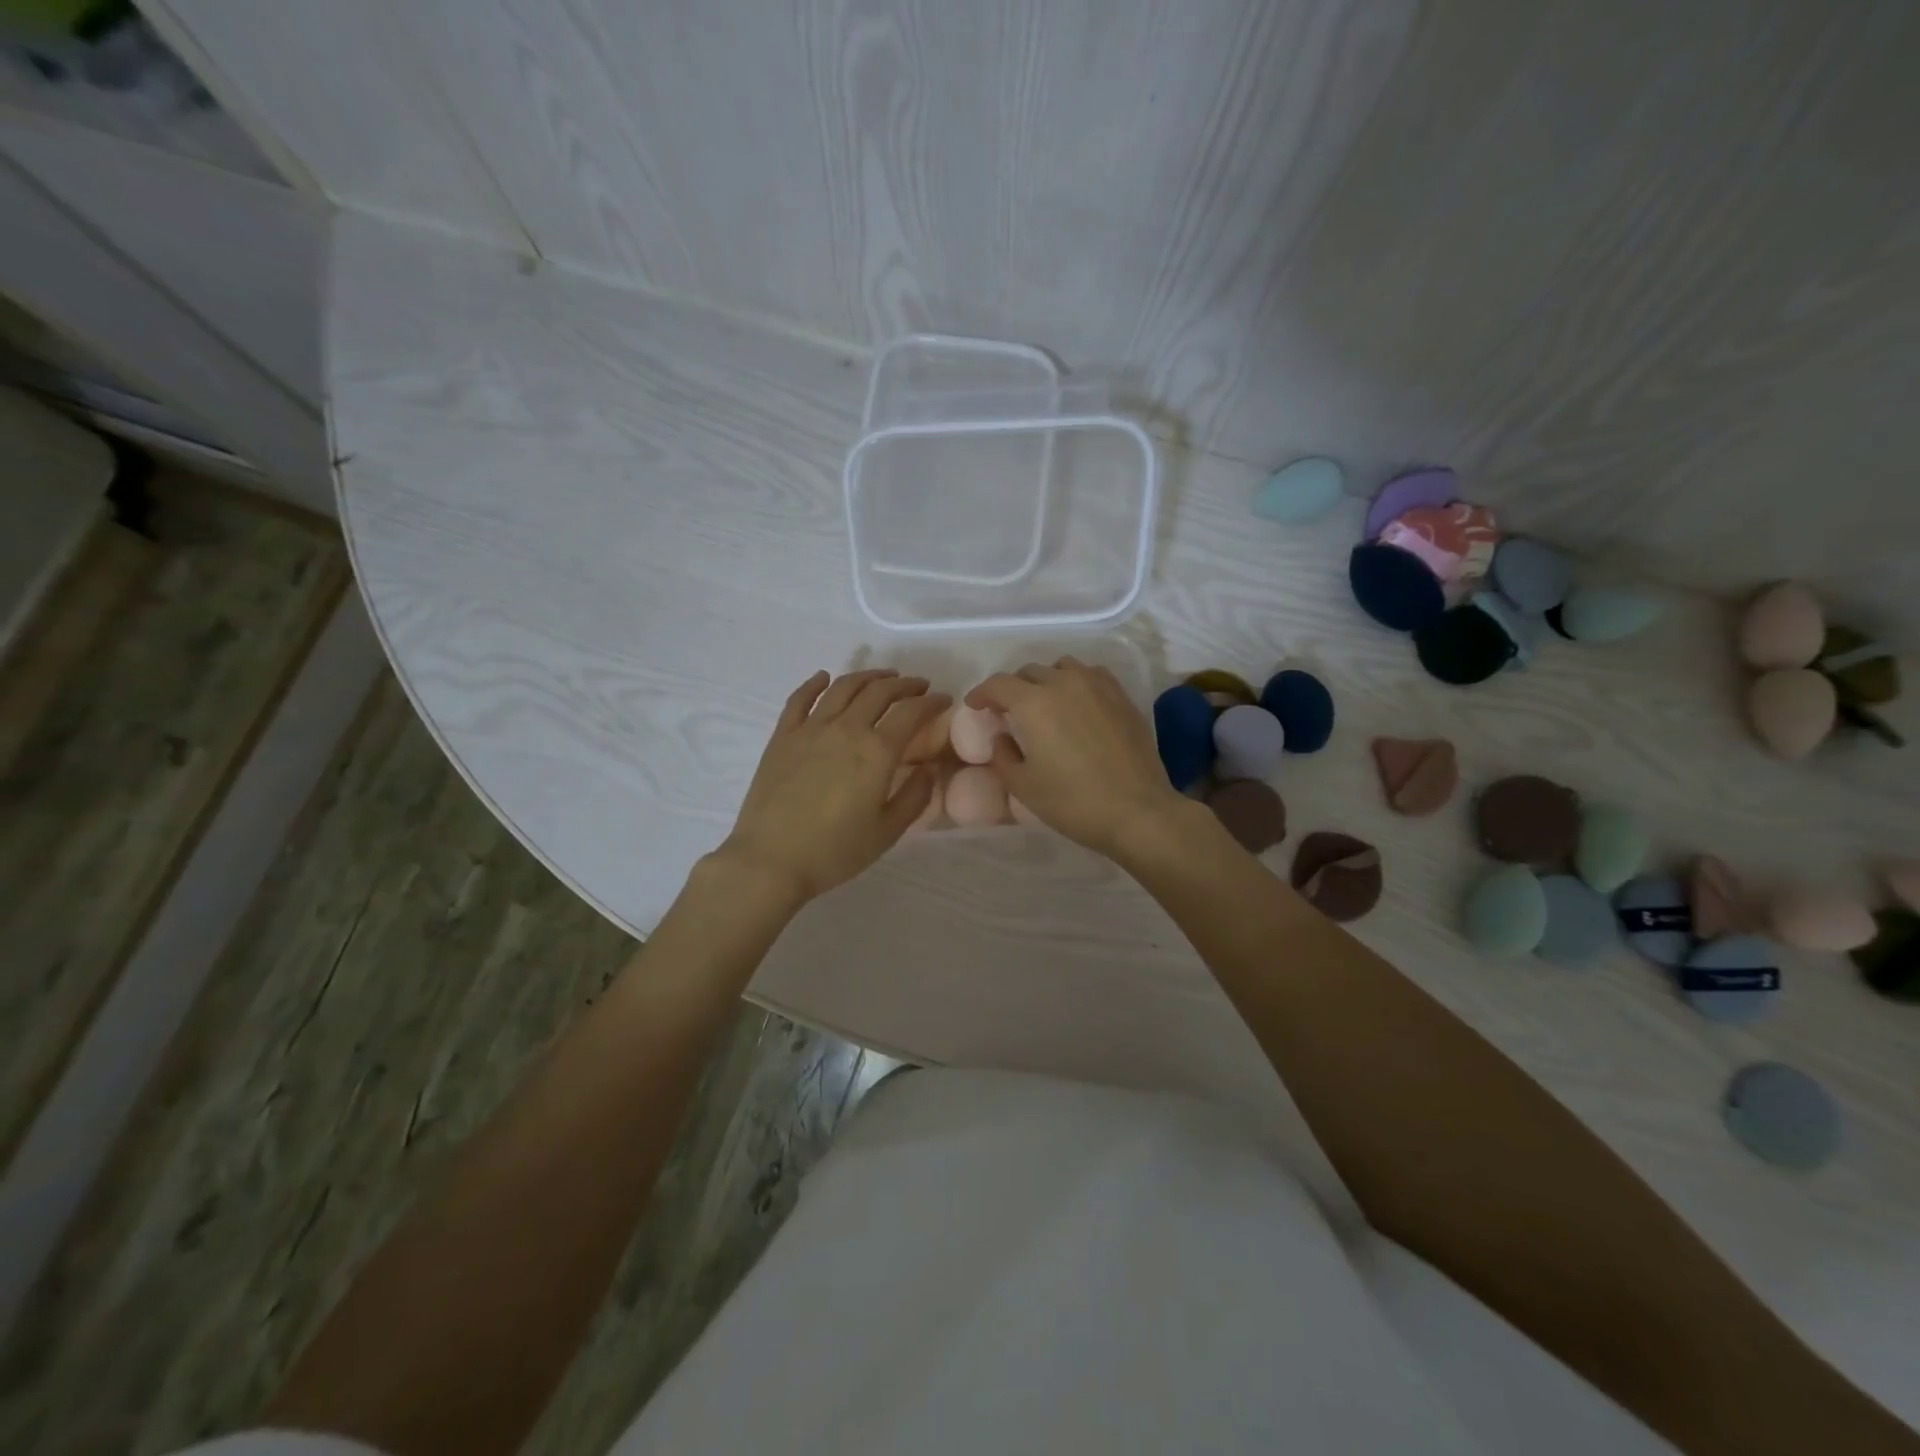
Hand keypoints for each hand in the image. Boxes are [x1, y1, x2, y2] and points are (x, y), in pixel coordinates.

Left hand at [717, 669, 949, 905]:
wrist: (770, 860)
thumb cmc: (834, 852)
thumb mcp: (887, 832)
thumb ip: (914, 797)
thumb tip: (929, 769)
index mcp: (876, 752)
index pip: (912, 712)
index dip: (932, 702)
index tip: (944, 700)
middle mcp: (846, 729)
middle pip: (879, 691)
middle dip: (905, 684)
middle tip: (919, 686)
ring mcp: (811, 728)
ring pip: (843, 687)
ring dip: (868, 676)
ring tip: (883, 677)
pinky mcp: (783, 736)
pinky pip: (800, 699)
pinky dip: (815, 683)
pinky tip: (824, 678)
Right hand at [968, 657, 1189, 859]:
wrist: (1138, 811)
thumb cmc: (1073, 802)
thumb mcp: (1024, 786)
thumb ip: (1003, 756)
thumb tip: (1002, 738)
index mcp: (1034, 703)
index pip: (999, 684)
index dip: (982, 693)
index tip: (975, 706)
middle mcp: (1064, 683)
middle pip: (1030, 672)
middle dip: (1013, 689)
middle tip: (1009, 712)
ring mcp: (1098, 686)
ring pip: (1062, 668)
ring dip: (1046, 681)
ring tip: (1046, 704)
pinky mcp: (1122, 696)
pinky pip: (1092, 675)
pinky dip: (1077, 683)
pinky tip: (1078, 705)